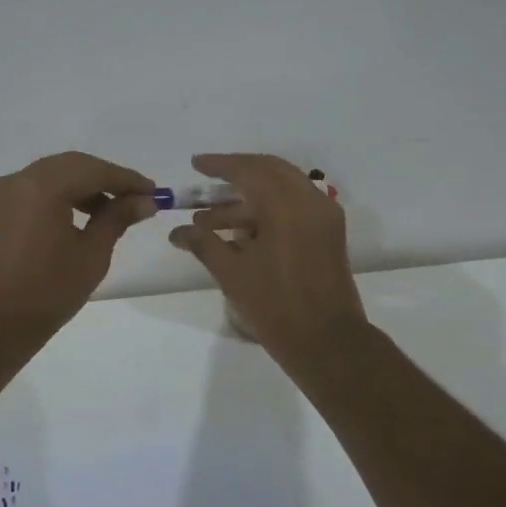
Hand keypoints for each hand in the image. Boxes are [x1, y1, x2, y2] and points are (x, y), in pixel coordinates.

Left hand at [0, 152, 156, 340]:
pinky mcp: (0, 210)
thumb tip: (144, 201)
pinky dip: (64, 196)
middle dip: (107, 179)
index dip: (127, 180)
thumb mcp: (91, 254)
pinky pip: (39, 190)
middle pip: (73, 166)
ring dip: (86, 187)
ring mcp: (6, 193)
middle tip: (138, 199)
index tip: (155, 192)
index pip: (94, 170)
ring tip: (114, 212)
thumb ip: (117, 218)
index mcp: (43, 186)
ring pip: (55, 175)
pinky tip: (85, 216)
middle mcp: (21, 179)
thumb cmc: (47, 291)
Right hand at [167, 153, 367, 363]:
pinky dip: (267, 211)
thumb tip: (177, 232)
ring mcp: (323, 217)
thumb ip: (203, 243)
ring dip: (247, 199)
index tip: (195, 164)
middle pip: (269, 171)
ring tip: (208, 220)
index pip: (249, 170)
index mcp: (287, 205)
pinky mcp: (328, 234)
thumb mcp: (232, 273)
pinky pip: (295, 208)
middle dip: (235, 174)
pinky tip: (238, 231)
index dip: (219, 165)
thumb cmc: (276, 305)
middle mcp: (310, 201)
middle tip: (206, 182)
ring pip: (282, 191)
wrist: (327, 342)